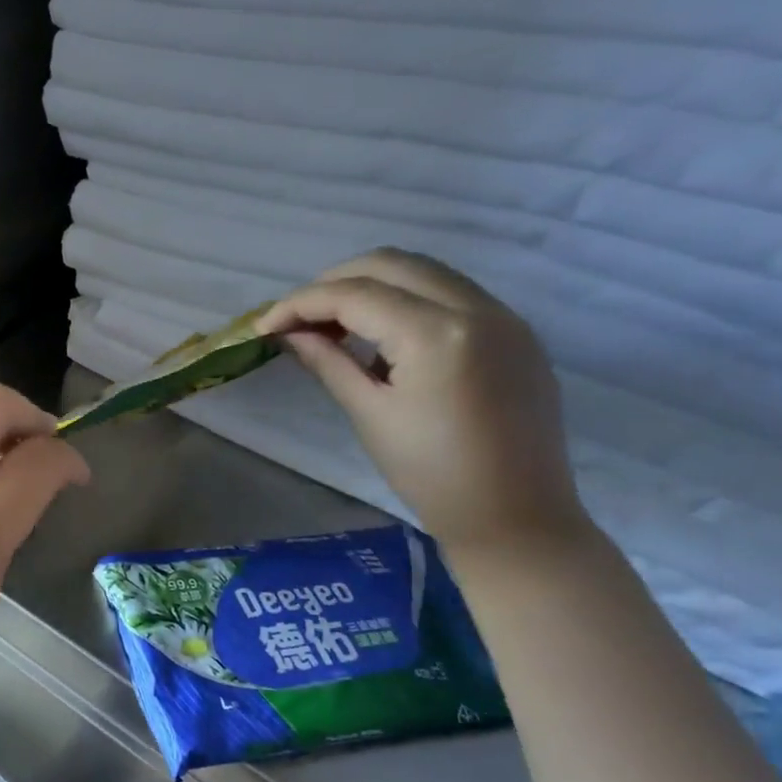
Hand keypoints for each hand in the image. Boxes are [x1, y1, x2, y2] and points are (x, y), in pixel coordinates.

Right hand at [257, 248, 584, 551]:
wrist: (517, 518)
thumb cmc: (432, 475)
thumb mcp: (370, 415)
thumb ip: (327, 362)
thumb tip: (289, 333)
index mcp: (437, 334)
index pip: (355, 294)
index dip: (300, 303)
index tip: (264, 325)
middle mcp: (476, 308)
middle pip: (391, 263)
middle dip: (334, 282)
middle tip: (299, 319)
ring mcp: (504, 316)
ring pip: (424, 271)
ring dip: (372, 286)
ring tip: (336, 326)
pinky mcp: (516, 332)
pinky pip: (452, 294)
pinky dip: (408, 301)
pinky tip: (386, 341)